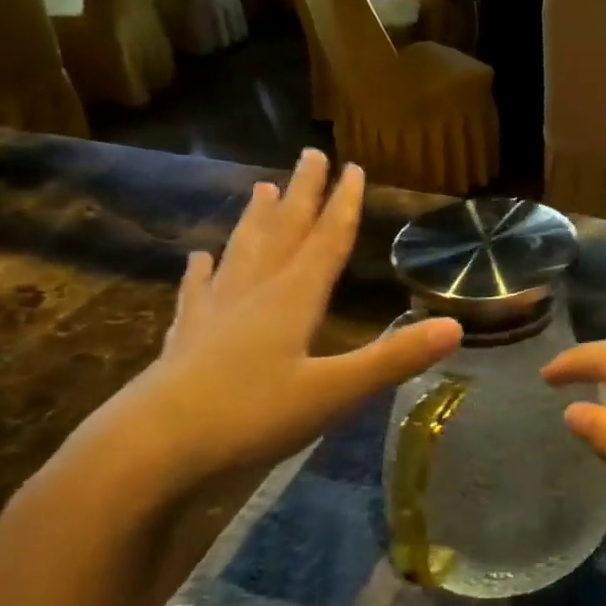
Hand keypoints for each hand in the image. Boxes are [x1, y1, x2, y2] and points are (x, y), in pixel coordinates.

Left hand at [50, 151, 460, 515]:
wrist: (148, 450)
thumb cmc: (249, 416)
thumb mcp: (334, 392)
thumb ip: (393, 359)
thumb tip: (456, 326)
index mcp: (293, 299)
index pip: (326, 241)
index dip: (344, 204)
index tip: (353, 167)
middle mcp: (254, 294)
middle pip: (283, 232)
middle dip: (302, 194)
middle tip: (310, 154)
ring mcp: (214, 314)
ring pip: (242, 253)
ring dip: (256, 220)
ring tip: (261, 188)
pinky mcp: (184, 341)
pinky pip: (197, 294)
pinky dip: (201, 273)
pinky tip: (198, 259)